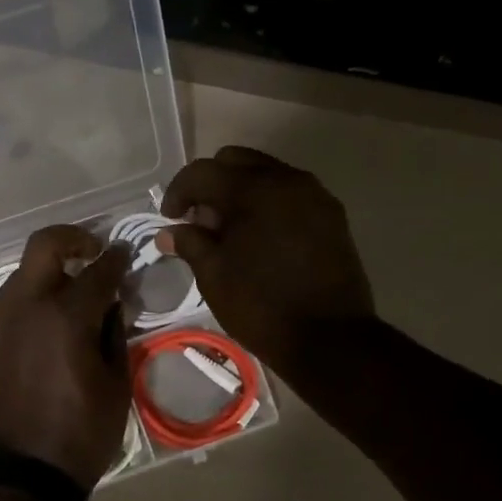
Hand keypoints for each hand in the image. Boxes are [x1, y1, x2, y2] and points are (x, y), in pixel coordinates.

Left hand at [0, 226, 133, 490]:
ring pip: (27, 270)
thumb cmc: (80, 433)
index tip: (127, 255)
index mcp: (66, 316)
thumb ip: (115, 333)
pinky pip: (16, 298)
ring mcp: (3, 319)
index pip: (98, 270)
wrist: (21, 474)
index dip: (117, 259)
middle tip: (95, 252)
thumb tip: (112, 304)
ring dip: (53, 268)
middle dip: (74, 238)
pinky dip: (38, 293)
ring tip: (79, 290)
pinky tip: (56, 318)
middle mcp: (29, 305)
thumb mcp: (116, 385)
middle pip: (46, 245)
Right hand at [158, 146, 375, 380]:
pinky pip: (290, 194)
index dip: (178, 192)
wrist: (330, 339)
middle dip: (211, 184)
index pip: (202, 172)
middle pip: (237, 161)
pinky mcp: (331, 215)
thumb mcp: (214, 276)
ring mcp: (314, 195)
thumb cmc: (261, 306)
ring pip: (266, 175)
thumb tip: (169, 232)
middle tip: (201, 220)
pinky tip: (259, 238)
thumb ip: (190, 243)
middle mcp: (286, 179)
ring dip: (241, 192)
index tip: (170, 219)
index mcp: (252, 189)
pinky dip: (268, 204)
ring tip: (230, 231)